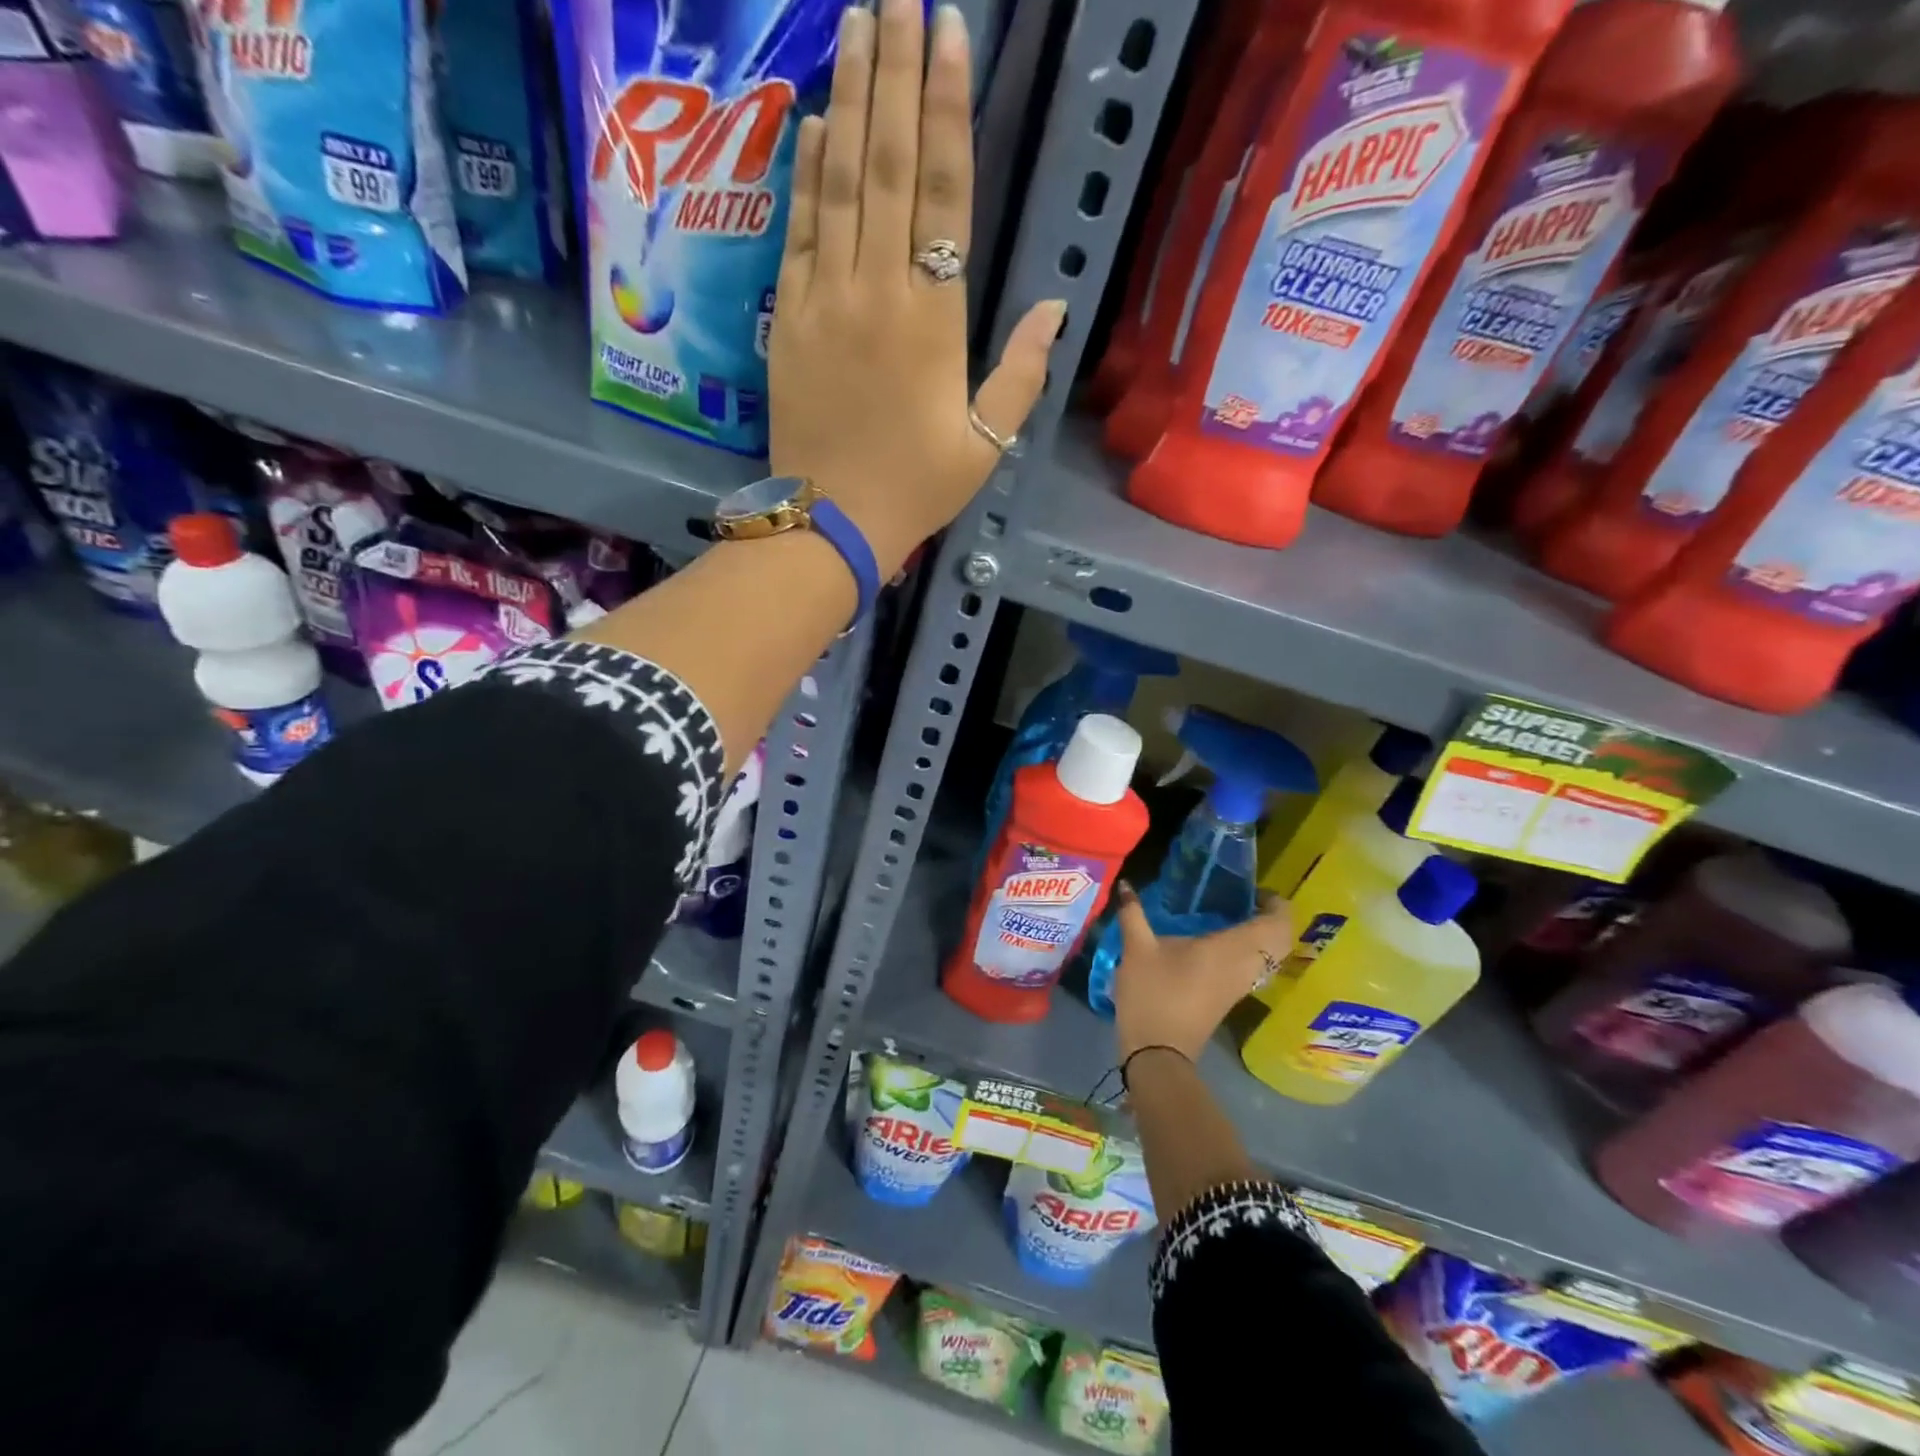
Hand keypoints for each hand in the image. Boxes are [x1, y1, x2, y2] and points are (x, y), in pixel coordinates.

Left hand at [768, 0, 1065, 577]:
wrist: (832, 522)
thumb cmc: (915, 487)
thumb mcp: (986, 442)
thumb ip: (1020, 373)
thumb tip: (1054, 309)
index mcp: (933, 318)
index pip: (944, 193)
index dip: (947, 108)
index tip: (949, 30)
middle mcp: (876, 290)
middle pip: (887, 164)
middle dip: (894, 73)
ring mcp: (824, 298)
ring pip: (837, 182)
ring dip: (848, 100)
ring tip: (856, 25)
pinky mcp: (789, 317)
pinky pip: (797, 230)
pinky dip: (805, 172)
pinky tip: (814, 122)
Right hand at [1111, 886, 1295, 1062]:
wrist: (1158, 1052)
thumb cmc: (1153, 994)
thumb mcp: (1137, 949)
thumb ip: (1133, 914)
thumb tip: (1126, 884)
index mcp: (1230, 949)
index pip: (1276, 923)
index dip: (1276, 903)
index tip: (1254, 889)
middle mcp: (1244, 966)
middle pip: (1280, 940)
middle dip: (1272, 917)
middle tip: (1246, 900)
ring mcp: (1240, 985)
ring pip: (1270, 956)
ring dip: (1261, 935)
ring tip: (1232, 915)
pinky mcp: (1230, 997)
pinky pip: (1254, 967)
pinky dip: (1248, 950)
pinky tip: (1218, 942)